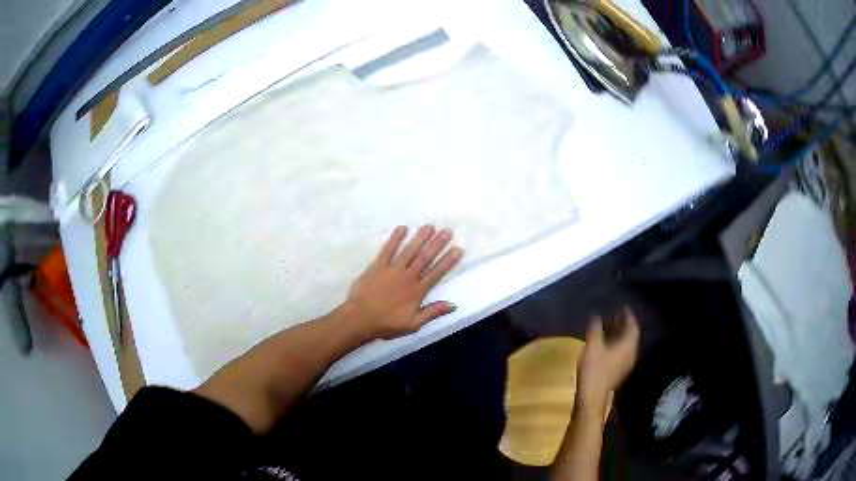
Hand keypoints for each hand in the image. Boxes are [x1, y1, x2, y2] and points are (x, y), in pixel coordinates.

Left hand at [342, 225, 462, 340]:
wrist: (359, 319)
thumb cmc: (387, 324)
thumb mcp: (413, 324)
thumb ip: (432, 313)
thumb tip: (453, 305)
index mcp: (417, 291)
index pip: (436, 273)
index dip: (448, 261)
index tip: (458, 249)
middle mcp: (407, 277)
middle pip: (425, 258)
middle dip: (437, 244)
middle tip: (447, 231)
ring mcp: (392, 270)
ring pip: (409, 251)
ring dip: (420, 238)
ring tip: (429, 226)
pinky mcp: (377, 266)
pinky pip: (388, 250)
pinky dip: (395, 239)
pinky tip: (402, 228)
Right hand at [577, 309, 639, 402]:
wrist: (592, 396)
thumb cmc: (594, 369)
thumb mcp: (593, 345)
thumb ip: (595, 329)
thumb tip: (596, 316)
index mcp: (628, 345)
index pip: (632, 326)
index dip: (628, 316)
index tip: (623, 307)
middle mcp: (630, 354)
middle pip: (630, 335)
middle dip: (623, 324)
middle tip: (615, 314)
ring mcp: (625, 364)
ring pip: (625, 345)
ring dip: (619, 334)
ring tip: (609, 327)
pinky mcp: (618, 371)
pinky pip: (620, 352)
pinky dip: (615, 344)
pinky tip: (605, 344)